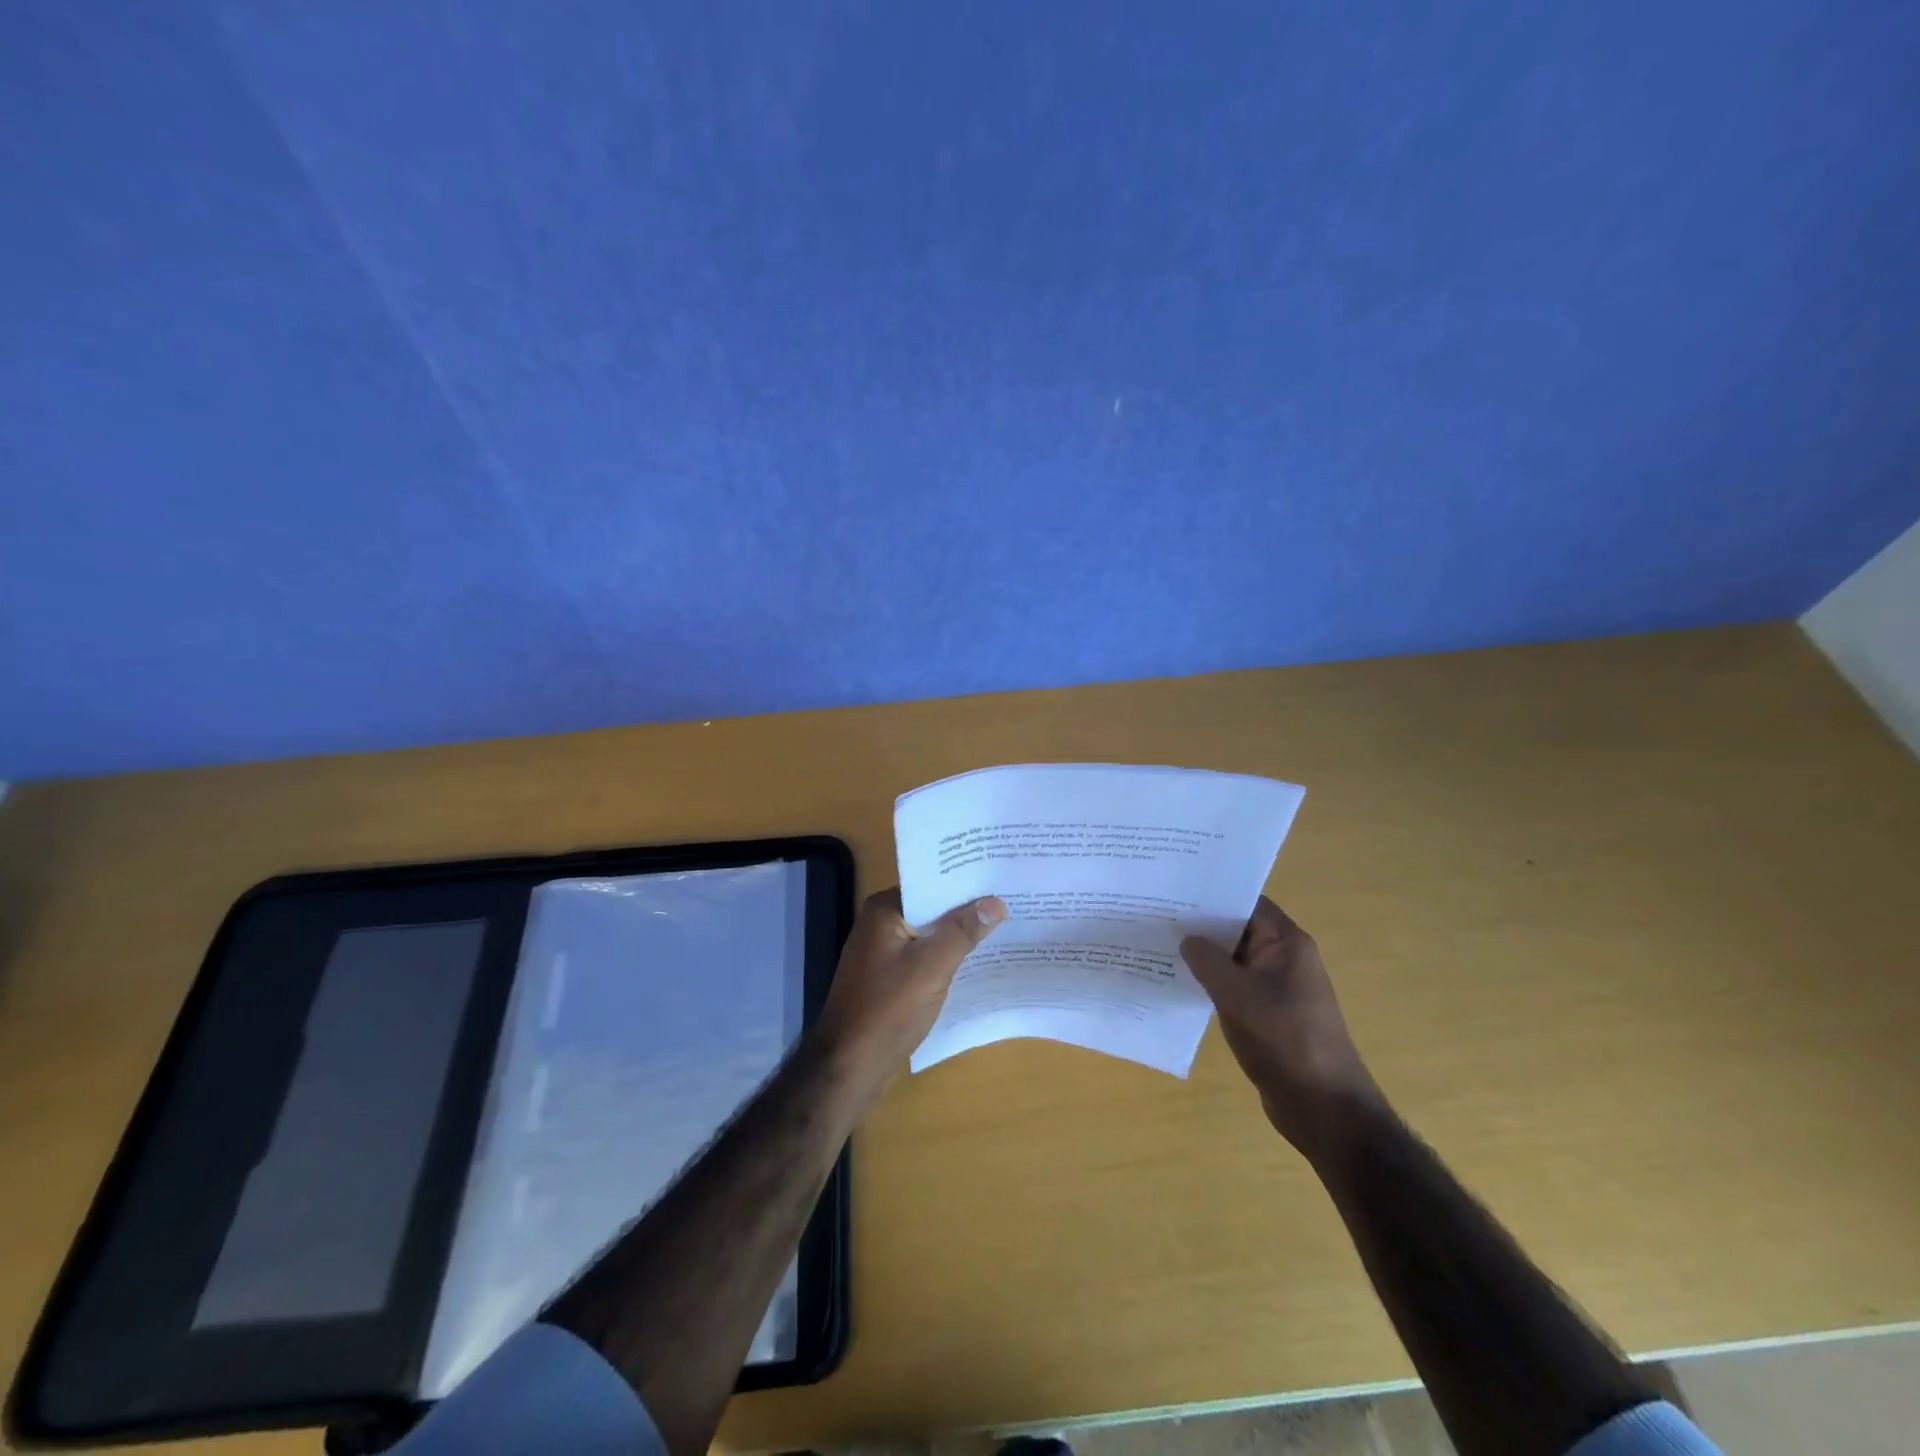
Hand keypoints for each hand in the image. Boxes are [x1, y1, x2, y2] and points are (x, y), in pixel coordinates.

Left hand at [814, 888, 1005, 1083]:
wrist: (850, 1065)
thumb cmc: (889, 1008)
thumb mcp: (932, 966)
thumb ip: (963, 931)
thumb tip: (996, 902)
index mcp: (885, 909)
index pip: (931, 884)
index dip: (965, 882)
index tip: (1000, 877)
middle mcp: (880, 923)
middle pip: (931, 907)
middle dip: (967, 908)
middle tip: (1010, 900)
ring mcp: (883, 951)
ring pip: (929, 934)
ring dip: (958, 934)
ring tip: (1004, 926)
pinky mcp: (889, 977)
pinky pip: (924, 956)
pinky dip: (947, 956)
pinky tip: (976, 960)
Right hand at [1182, 897, 1382, 1161]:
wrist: (1322, 1107)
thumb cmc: (1283, 1038)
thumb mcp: (1236, 993)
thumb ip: (1207, 960)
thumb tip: (1186, 938)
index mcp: (1287, 943)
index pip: (1247, 903)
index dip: (1213, 895)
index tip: (1175, 890)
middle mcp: (1284, 959)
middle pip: (1238, 930)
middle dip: (1202, 926)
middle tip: (1157, 916)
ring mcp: (1277, 988)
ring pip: (1234, 961)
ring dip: (1204, 957)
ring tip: (1160, 946)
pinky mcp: (1268, 1015)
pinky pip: (1235, 987)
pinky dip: (1211, 983)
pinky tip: (1179, 983)